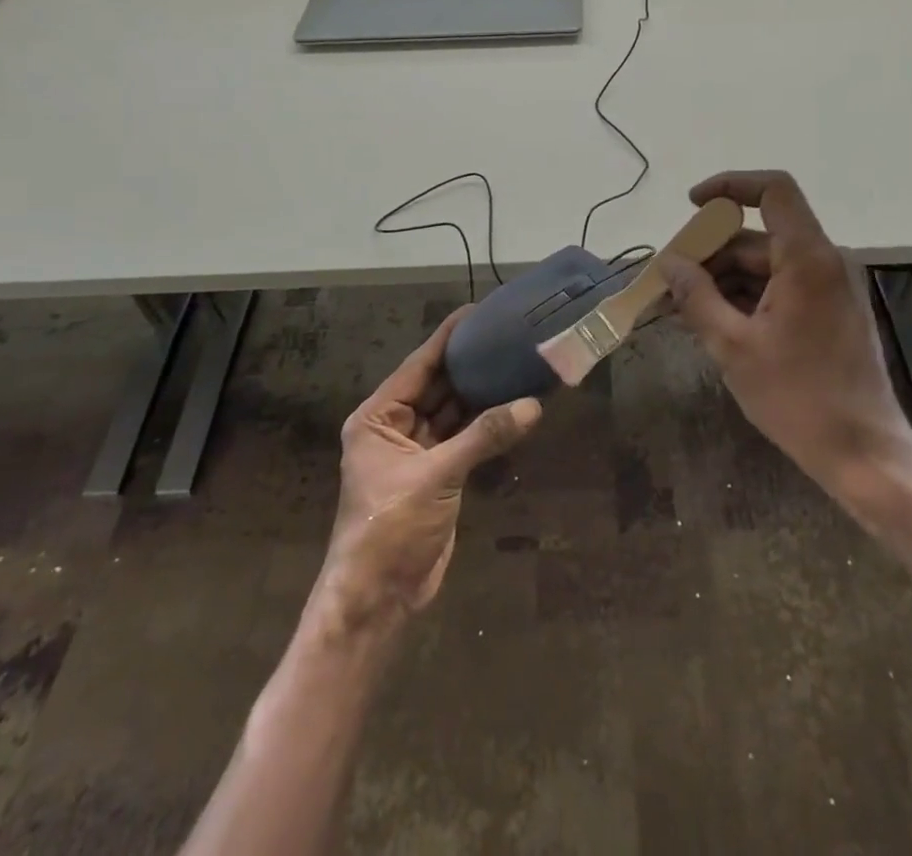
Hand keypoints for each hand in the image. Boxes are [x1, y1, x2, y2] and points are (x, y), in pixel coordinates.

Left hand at [311, 309, 541, 636]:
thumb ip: (484, 437)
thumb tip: (533, 405)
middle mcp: (395, 426)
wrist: (378, 599)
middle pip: (438, 384)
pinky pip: (465, 437)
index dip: (448, 338)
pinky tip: (515, 405)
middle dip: (470, 364)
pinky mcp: (438, 473)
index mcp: (378, 417)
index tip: (478, 311)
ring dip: (483, 393)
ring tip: (517, 363)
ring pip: (454, 411)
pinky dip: (487, 424)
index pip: (418, 365)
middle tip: (508, 335)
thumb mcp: (435, 477)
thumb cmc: (390, 528)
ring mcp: (417, 450)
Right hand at [663, 171, 911, 492]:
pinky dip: (745, 298)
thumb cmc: (798, 398)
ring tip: (681, 309)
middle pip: (759, 236)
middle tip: (669, 281)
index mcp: (808, 259)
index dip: (730, 185)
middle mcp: (824, 262)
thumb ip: (696, 297)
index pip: (773, 190)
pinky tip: (713, 323)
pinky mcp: (829, 313)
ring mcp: (829, 288)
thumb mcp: (733, 346)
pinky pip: (780, 288)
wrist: (864, 455)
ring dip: (723, 280)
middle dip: (710, 253)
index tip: (691, 206)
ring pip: (766, 265)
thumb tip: (668, 263)